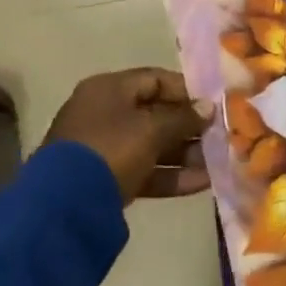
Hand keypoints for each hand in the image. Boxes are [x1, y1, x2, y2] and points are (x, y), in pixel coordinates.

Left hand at [43, 68, 211, 203]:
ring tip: (218, 162)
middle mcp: (104, 112)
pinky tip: (202, 183)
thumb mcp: (151, 130)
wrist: (64, 205)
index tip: (214, 103)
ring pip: (151, 145)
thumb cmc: (111, 149)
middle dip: (188, 126)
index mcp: (109, 89)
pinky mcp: (106, 180)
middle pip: (155, 113)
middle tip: (220, 136)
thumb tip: (208, 107)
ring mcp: (103, 147)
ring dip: (183, 153)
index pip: (154, 79)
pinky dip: (169, 175)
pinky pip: (143, 170)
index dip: (186, 90)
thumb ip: (183, 118)